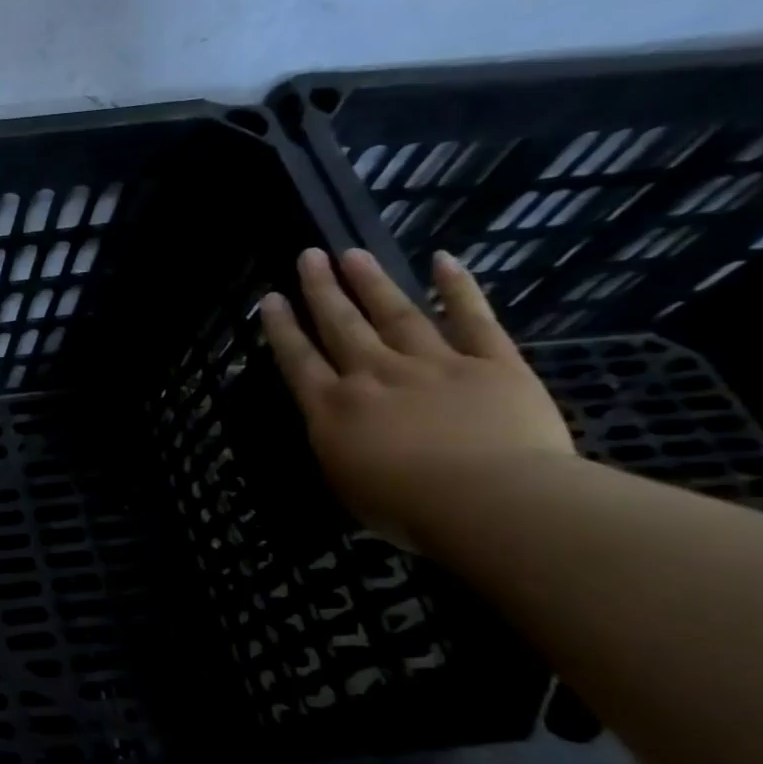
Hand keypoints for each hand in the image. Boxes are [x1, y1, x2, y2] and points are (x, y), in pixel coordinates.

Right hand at [260, 247, 574, 547]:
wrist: (491, 502)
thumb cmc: (407, 509)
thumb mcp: (347, 485)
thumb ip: (338, 447)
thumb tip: (338, 429)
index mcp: (333, 409)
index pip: (298, 360)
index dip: (282, 328)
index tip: (270, 298)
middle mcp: (373, 376)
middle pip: (341, 325)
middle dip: (321, 290)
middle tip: (309, 256)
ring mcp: (433, 365)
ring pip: (395, 314)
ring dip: (372, 282)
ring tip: (353, 254)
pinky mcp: (492, 364)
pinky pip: (473, 319)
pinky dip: (459, 288)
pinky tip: (445, 260)